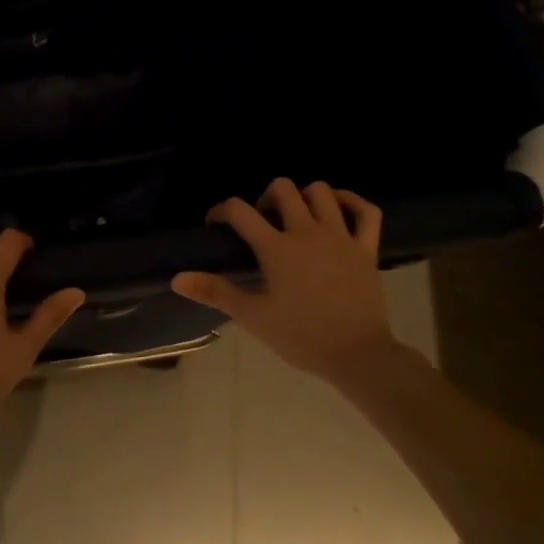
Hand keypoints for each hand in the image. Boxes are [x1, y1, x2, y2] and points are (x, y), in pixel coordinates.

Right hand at [171, 179, 404, 382]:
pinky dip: (351, 202)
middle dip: (265, 197)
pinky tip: (338, 208)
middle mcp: (307, 232)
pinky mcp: (366, 248)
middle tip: (261, 222)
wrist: (358, 355)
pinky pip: (365, 211)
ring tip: (296, 216)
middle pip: (283, 189)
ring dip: (304, 197)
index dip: (221, 211)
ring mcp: (340, 237)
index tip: (216, 225)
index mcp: (276, 248)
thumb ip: (215, 292)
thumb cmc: (301, 337)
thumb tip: (177, 279)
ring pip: (321, 192)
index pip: (239, 211)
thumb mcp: (253, 316)